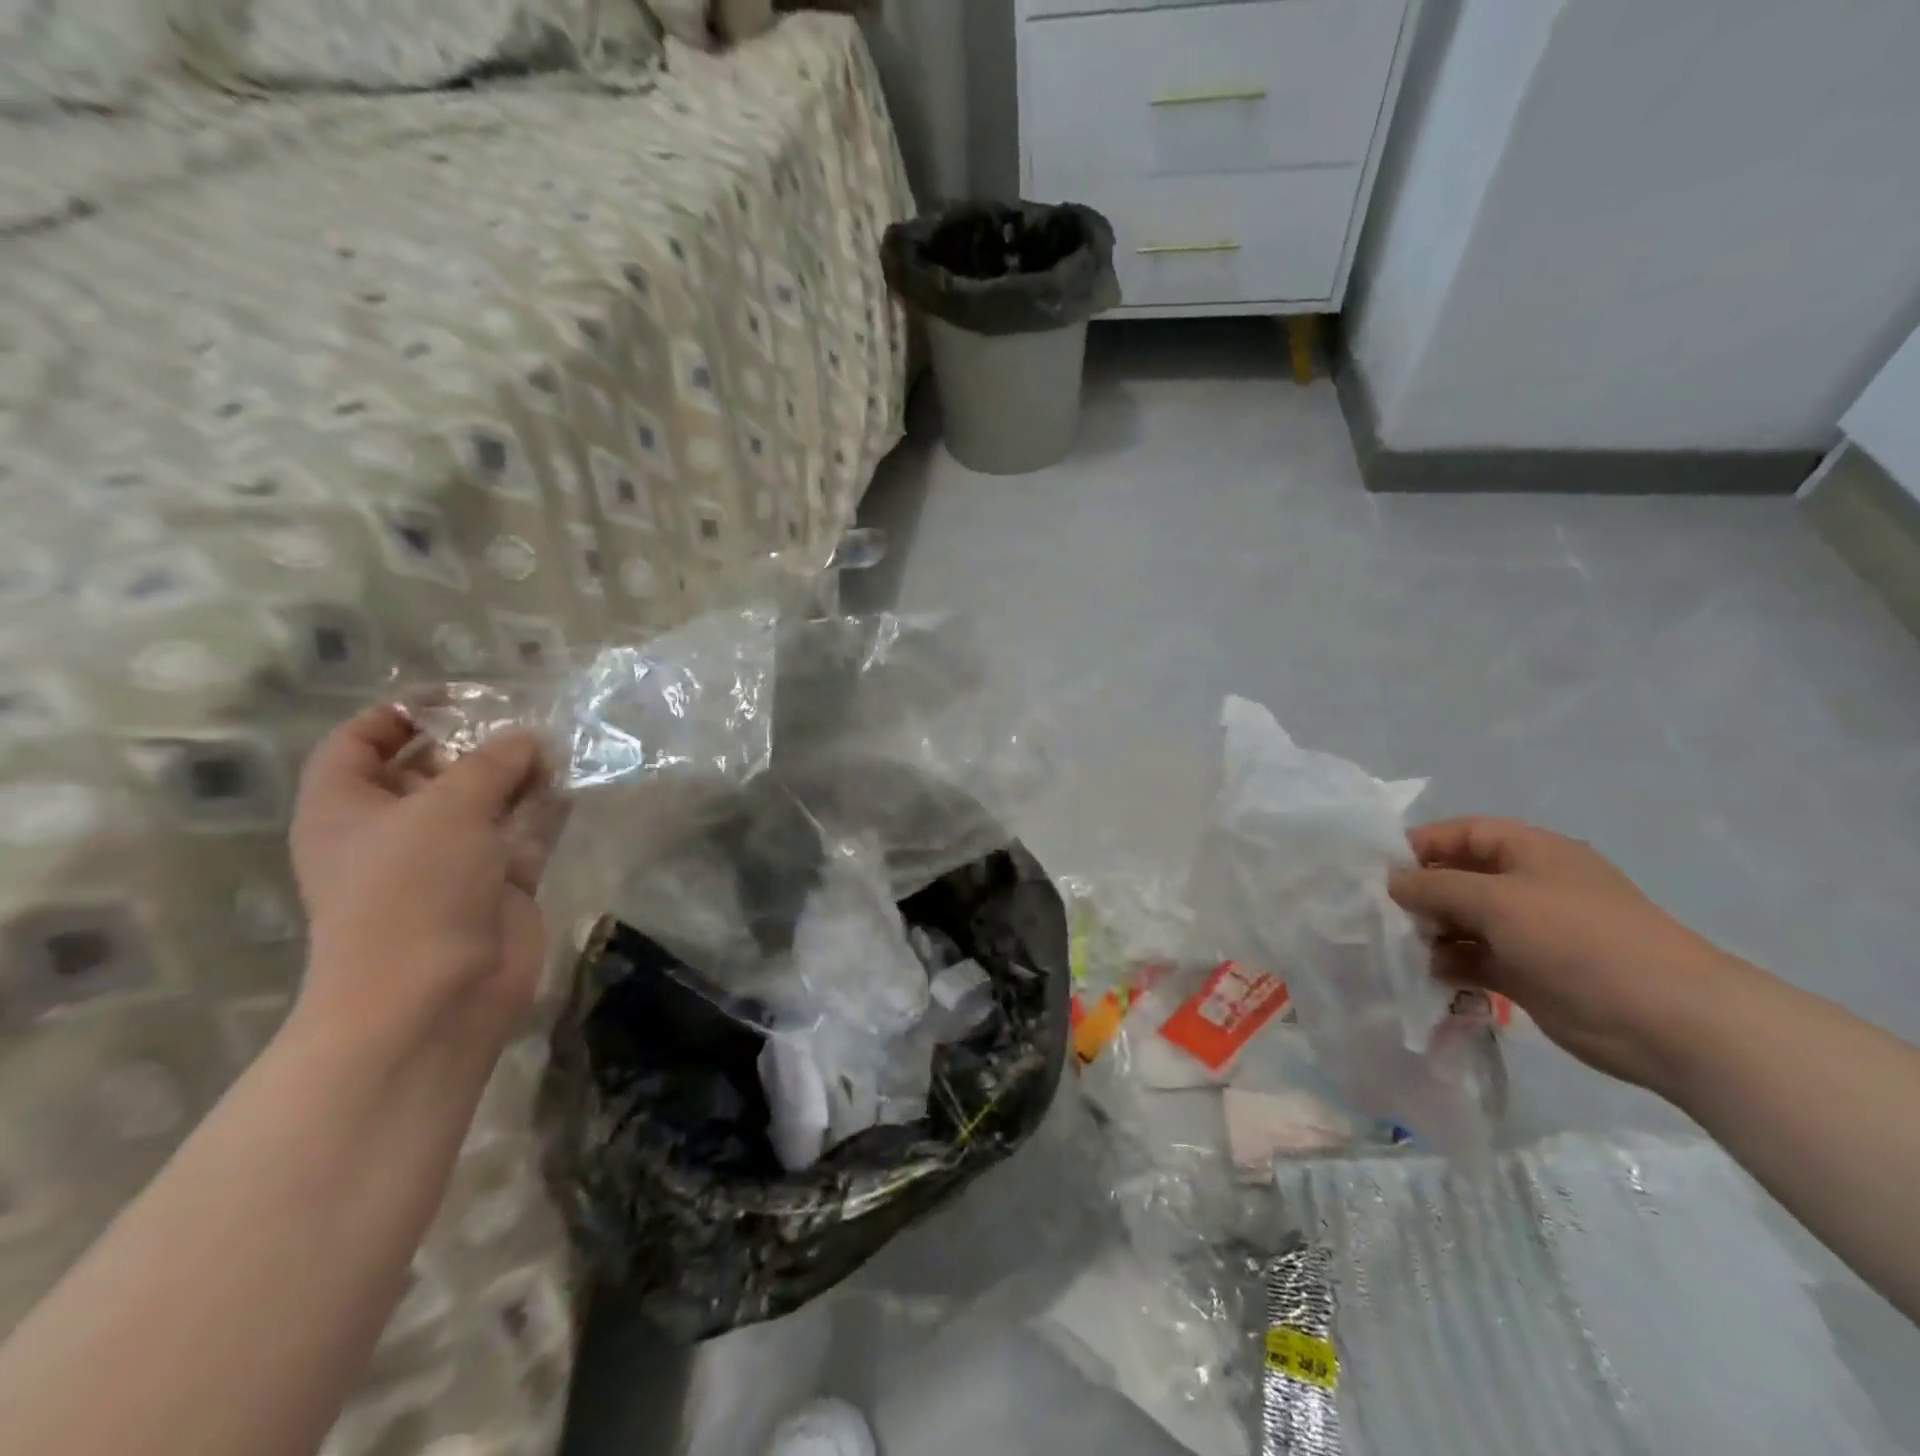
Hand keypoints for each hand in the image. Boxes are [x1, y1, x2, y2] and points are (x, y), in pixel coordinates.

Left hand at [289, 706, 562, 1051]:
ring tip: (556, 746)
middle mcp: (395, 830)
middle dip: (475, 743)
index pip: (358, 743)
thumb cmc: (414, 889)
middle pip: (431, 768)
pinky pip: (523, 833)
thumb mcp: (448, 806)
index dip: (397, 714)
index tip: (454, 697)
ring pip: (485, 801)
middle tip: (521, 720)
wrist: (437, 992)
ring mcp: (449, 859)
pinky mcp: (497, 882)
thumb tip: (527, 737)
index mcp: (348, 808)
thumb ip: (492, 761)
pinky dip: (544, 810)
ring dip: (518, 774)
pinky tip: (571, 785)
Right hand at [1388, 817, 1751, 1094]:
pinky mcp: (1528, 974)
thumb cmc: (1579, 940)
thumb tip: (1391, 882)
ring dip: (1428, 932)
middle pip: (1457, 878)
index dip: (1419, 845)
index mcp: (1531, 852)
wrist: (1668, 1021)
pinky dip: (1447, 964)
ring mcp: (1529, 932)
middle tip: (1375, 912)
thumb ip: (1435, 887)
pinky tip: (1422, 975)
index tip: (1376, 869)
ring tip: (1392, 947)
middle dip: (1417, 893)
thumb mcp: (1497, 900)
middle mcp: (1527, 886)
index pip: (1461, 833)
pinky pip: (1474, 959)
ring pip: (1462, 922)